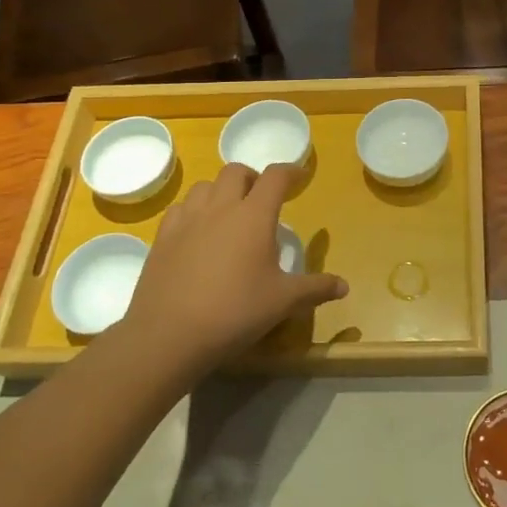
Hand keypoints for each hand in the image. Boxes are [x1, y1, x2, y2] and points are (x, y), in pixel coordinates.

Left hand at [121, 163, 346, 374]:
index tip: (299, 177)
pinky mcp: (163, 238)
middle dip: (252, 178)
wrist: (168, 335)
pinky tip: (198, 232)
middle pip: (236, 171)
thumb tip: (344, 286)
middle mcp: (220, 207)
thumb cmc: (234, 312)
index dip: (291, 171)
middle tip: (262, 198)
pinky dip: (194, 210)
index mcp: (254, 216)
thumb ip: (315, 289)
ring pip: (205, 185)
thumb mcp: (283, 302)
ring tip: (229, 213)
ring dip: (221, 191)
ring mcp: (187, 220)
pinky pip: (180, 208)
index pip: (275, 177)